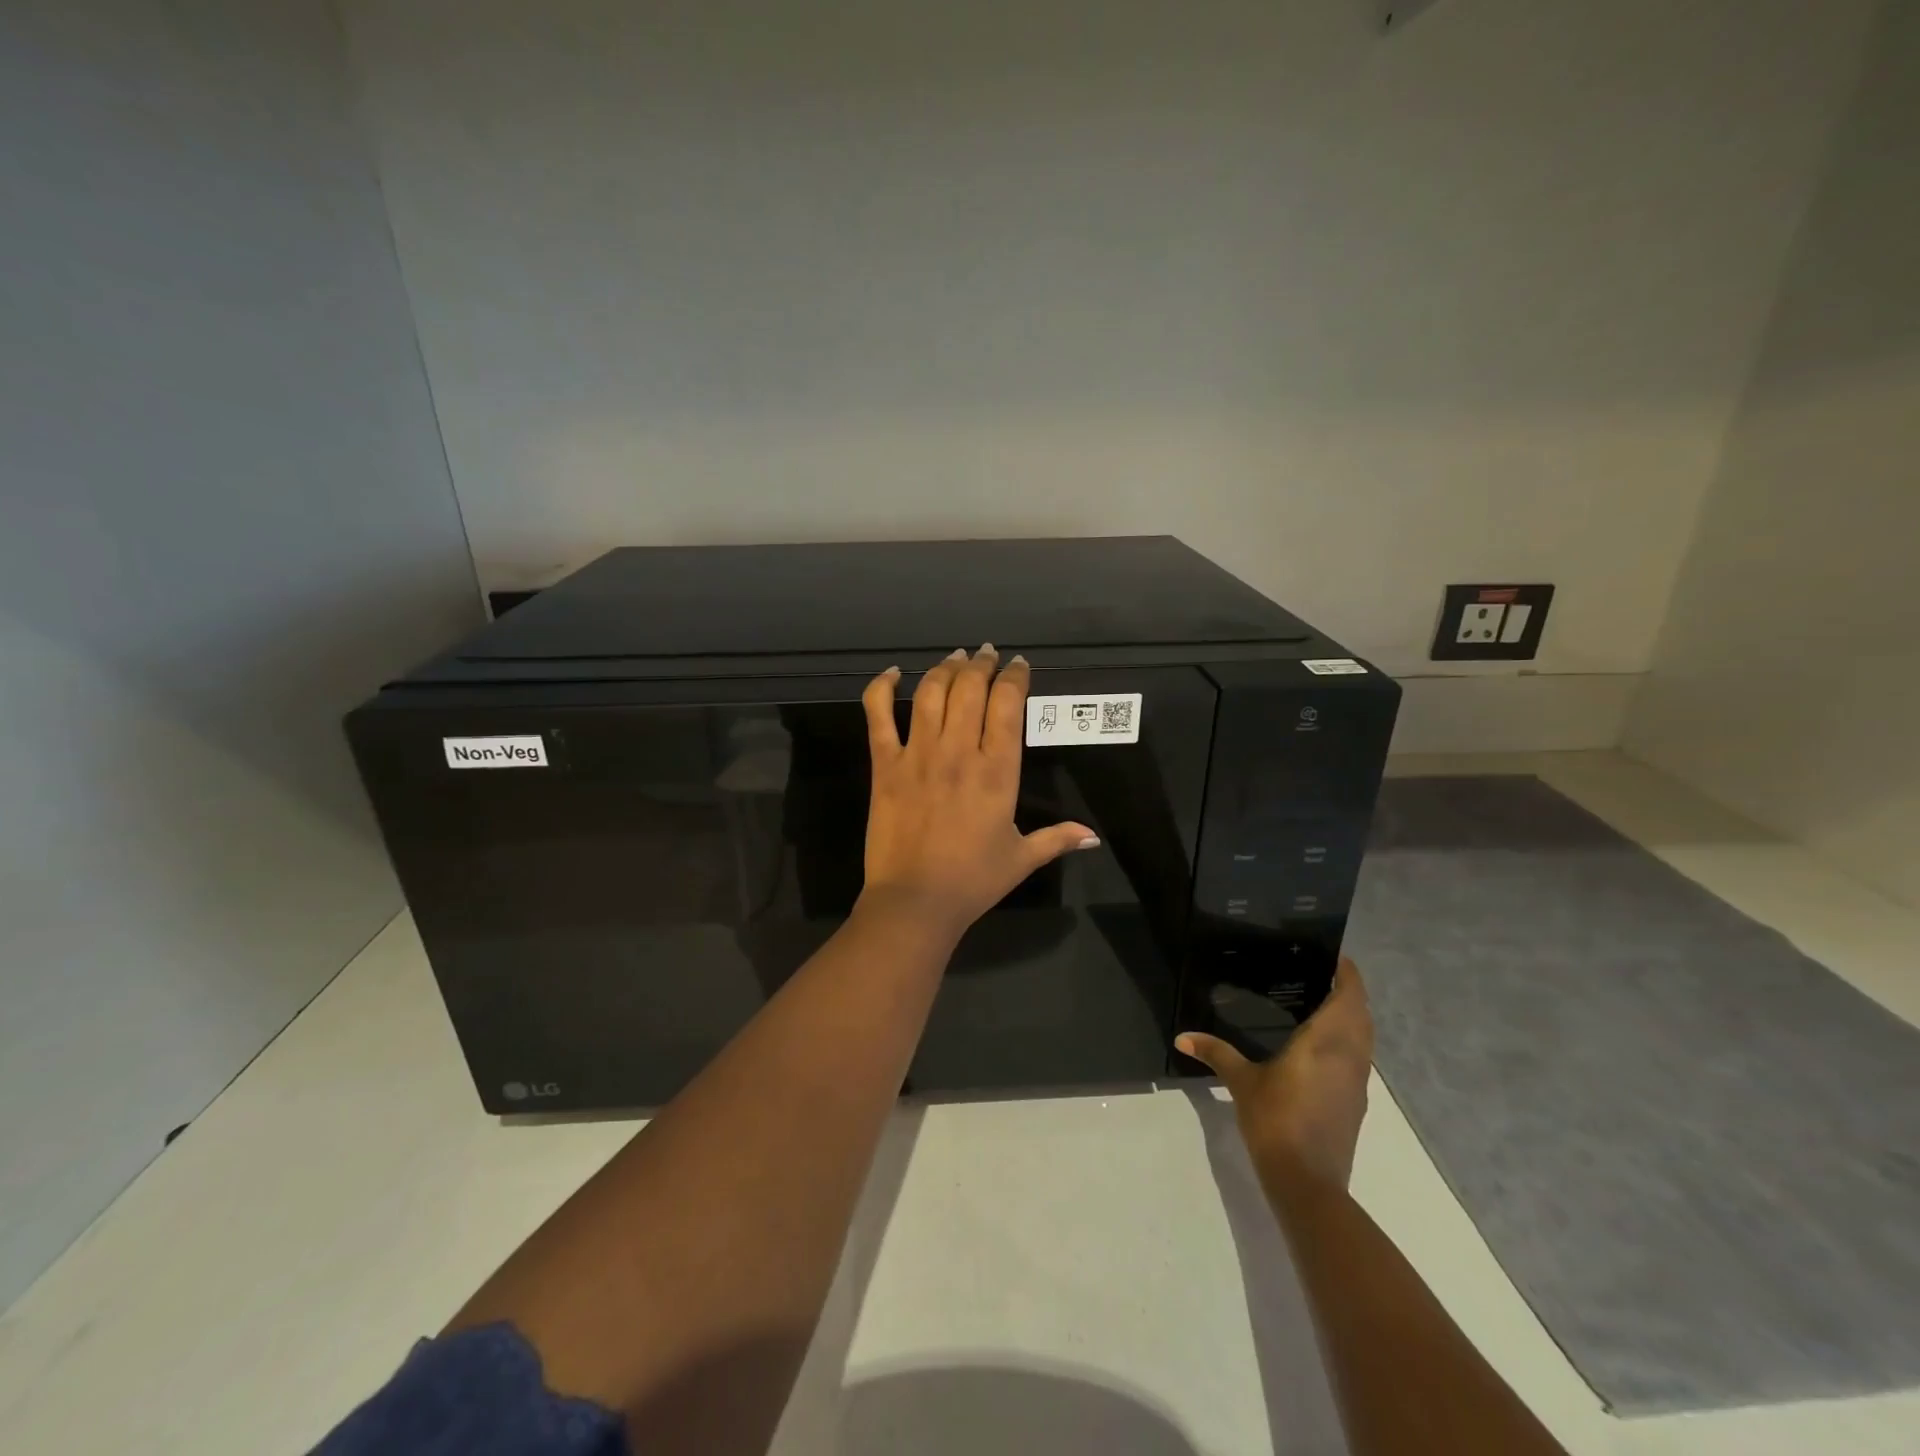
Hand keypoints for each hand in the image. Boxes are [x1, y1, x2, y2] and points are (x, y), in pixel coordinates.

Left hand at [858, 645, 1097, 940]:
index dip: (1014, 676)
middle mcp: (959, 752)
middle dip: (981, 664)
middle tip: (985, 654)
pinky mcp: (885, 765)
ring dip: (944, 668)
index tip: (1017, 665)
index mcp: (998, 771)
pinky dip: (882, 688)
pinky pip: (878, 715)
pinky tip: (892, 673)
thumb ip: (1057, 839)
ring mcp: (918, 754)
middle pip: (970, 688)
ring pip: (931, 693)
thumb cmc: (973, 881)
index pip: (1008, 704)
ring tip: (954, 658)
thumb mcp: (1022, 858)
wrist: (915, 901)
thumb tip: (1094, 837)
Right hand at [1177, 958, 1373, 1192]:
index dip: (1347, 974)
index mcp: (1326, 1042)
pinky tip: (1323, 1048)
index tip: (1335, 956)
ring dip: (1353, 1018)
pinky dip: (1349, 1043)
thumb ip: (1216, 1053)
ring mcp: (1357, 1082)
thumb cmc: (1276, 1120)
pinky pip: (1359, 1059)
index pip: (1349, 997)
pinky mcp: (1355, 1103)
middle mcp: (1349, 1056)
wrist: (1308, 1183)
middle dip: (1349, 993)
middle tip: (1322, 975)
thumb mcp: (1241, 1082)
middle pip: (1362, 1015)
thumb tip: (1182, 1037)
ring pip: (1365, 1039)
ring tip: (1323, 1005)